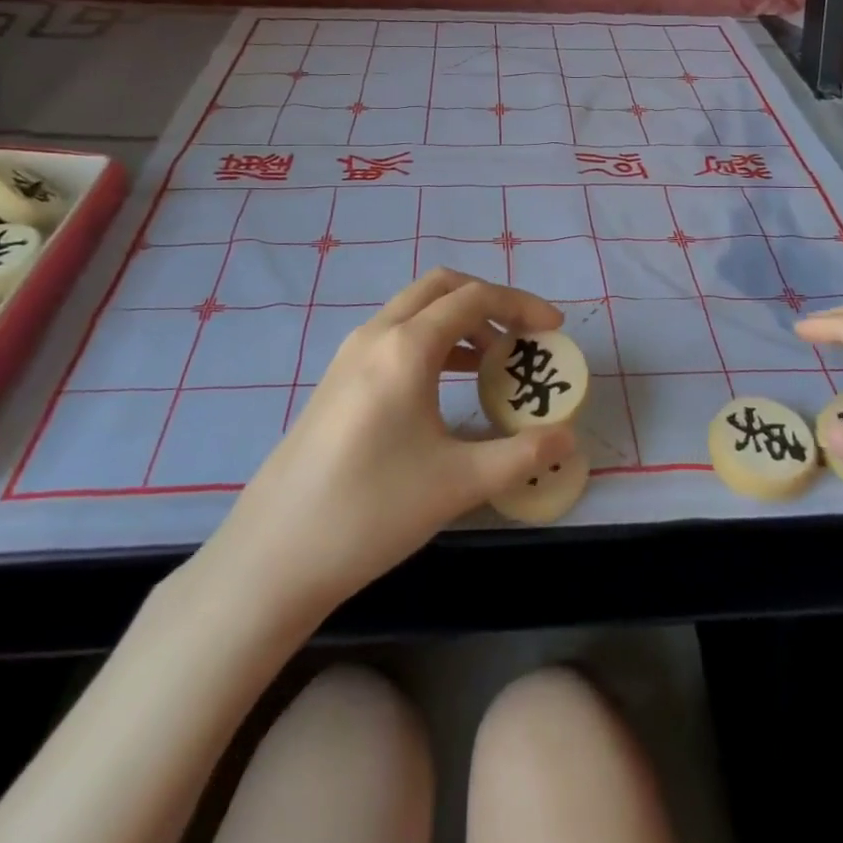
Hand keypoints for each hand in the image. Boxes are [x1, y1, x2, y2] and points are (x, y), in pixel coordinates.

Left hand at [207, 270, 575, 621]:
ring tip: (493, 361)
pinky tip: (448, 384)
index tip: (554, 329)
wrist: (274, 554)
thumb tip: (568, 438)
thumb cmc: (372, 511)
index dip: (521, 305)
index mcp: (406, 347)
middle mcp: (376, 335)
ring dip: (458, 320)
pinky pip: (394, 335)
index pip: (475, 298)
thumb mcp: (458, 483)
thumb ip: (521, 455)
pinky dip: (431, 340)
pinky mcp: (337, 379)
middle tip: (522, 334)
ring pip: (414, 309)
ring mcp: (350, 354)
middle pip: (441, 287)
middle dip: (489, 300)